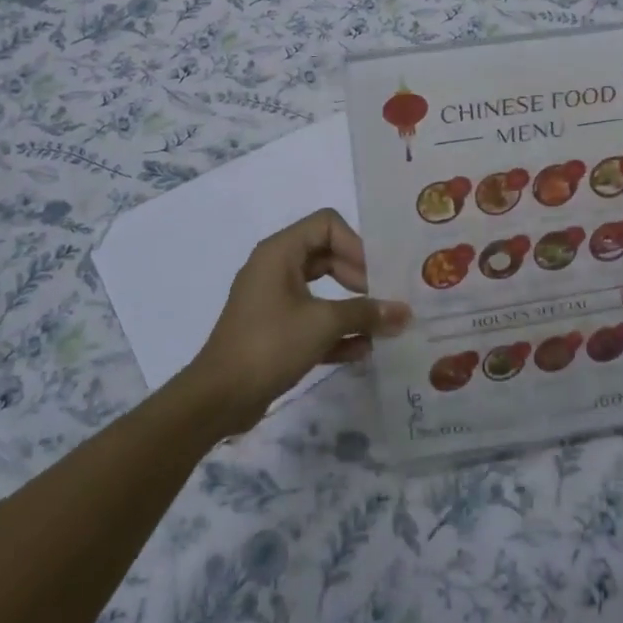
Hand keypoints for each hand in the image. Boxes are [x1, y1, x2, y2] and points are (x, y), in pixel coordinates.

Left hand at [185, 209, 410, 433]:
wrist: (217, 399)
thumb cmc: (269, 344)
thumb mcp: (323, 324)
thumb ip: (366, 313)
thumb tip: (405, 313)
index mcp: (280, 252)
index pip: (327, 224)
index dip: (356, 244)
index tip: (376, 274)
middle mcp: (276, 268)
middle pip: (328, 255)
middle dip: (358, 276)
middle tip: (383, 298)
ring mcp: (273, 300)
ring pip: (322, 289)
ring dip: (351, 306)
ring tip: (381, 325)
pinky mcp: (274, 330)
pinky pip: (312, 319)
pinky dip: (335, 330)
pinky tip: (363, 349)